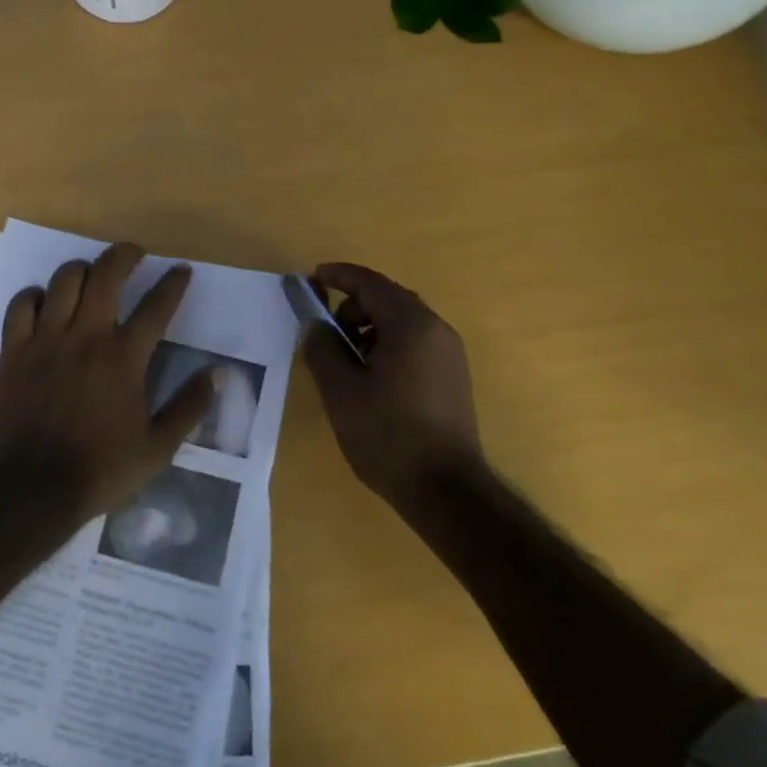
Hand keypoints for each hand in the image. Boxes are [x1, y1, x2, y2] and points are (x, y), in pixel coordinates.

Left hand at [0, 243, 216, 518]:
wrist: (32, 490)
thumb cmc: (100, 470)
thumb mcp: (158, 447)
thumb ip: (189, 406)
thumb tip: (218, 372)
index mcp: (124, 358)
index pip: (157, 306)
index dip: (174, 283)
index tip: (181, 270)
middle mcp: (87, 337)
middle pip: (107, 275)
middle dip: (125, 255)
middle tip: (134, 255)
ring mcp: (46, 340)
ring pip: (64, 280)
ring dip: (82, 270)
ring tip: (91, 276)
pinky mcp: (13, 352)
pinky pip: (21, 305)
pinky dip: (35, 295)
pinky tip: (44, 302)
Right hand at [301, 262, 487, 506]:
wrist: (446, 490)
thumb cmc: (388, 435)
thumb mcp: (341, 391)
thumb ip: (322, 348)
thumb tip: (317, 326)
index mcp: (411, 324)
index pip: (371, 283)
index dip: (339, 276)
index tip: (312, 278)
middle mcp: (437, 330)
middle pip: (389, 299)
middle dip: (353, 307)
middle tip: (327, 334)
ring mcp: (450, 354)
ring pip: (402, 323)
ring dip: (369, 329)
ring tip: (346, 363)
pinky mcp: (453, 377)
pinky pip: (415, 344)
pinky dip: (388, 346)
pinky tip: (372, 379)